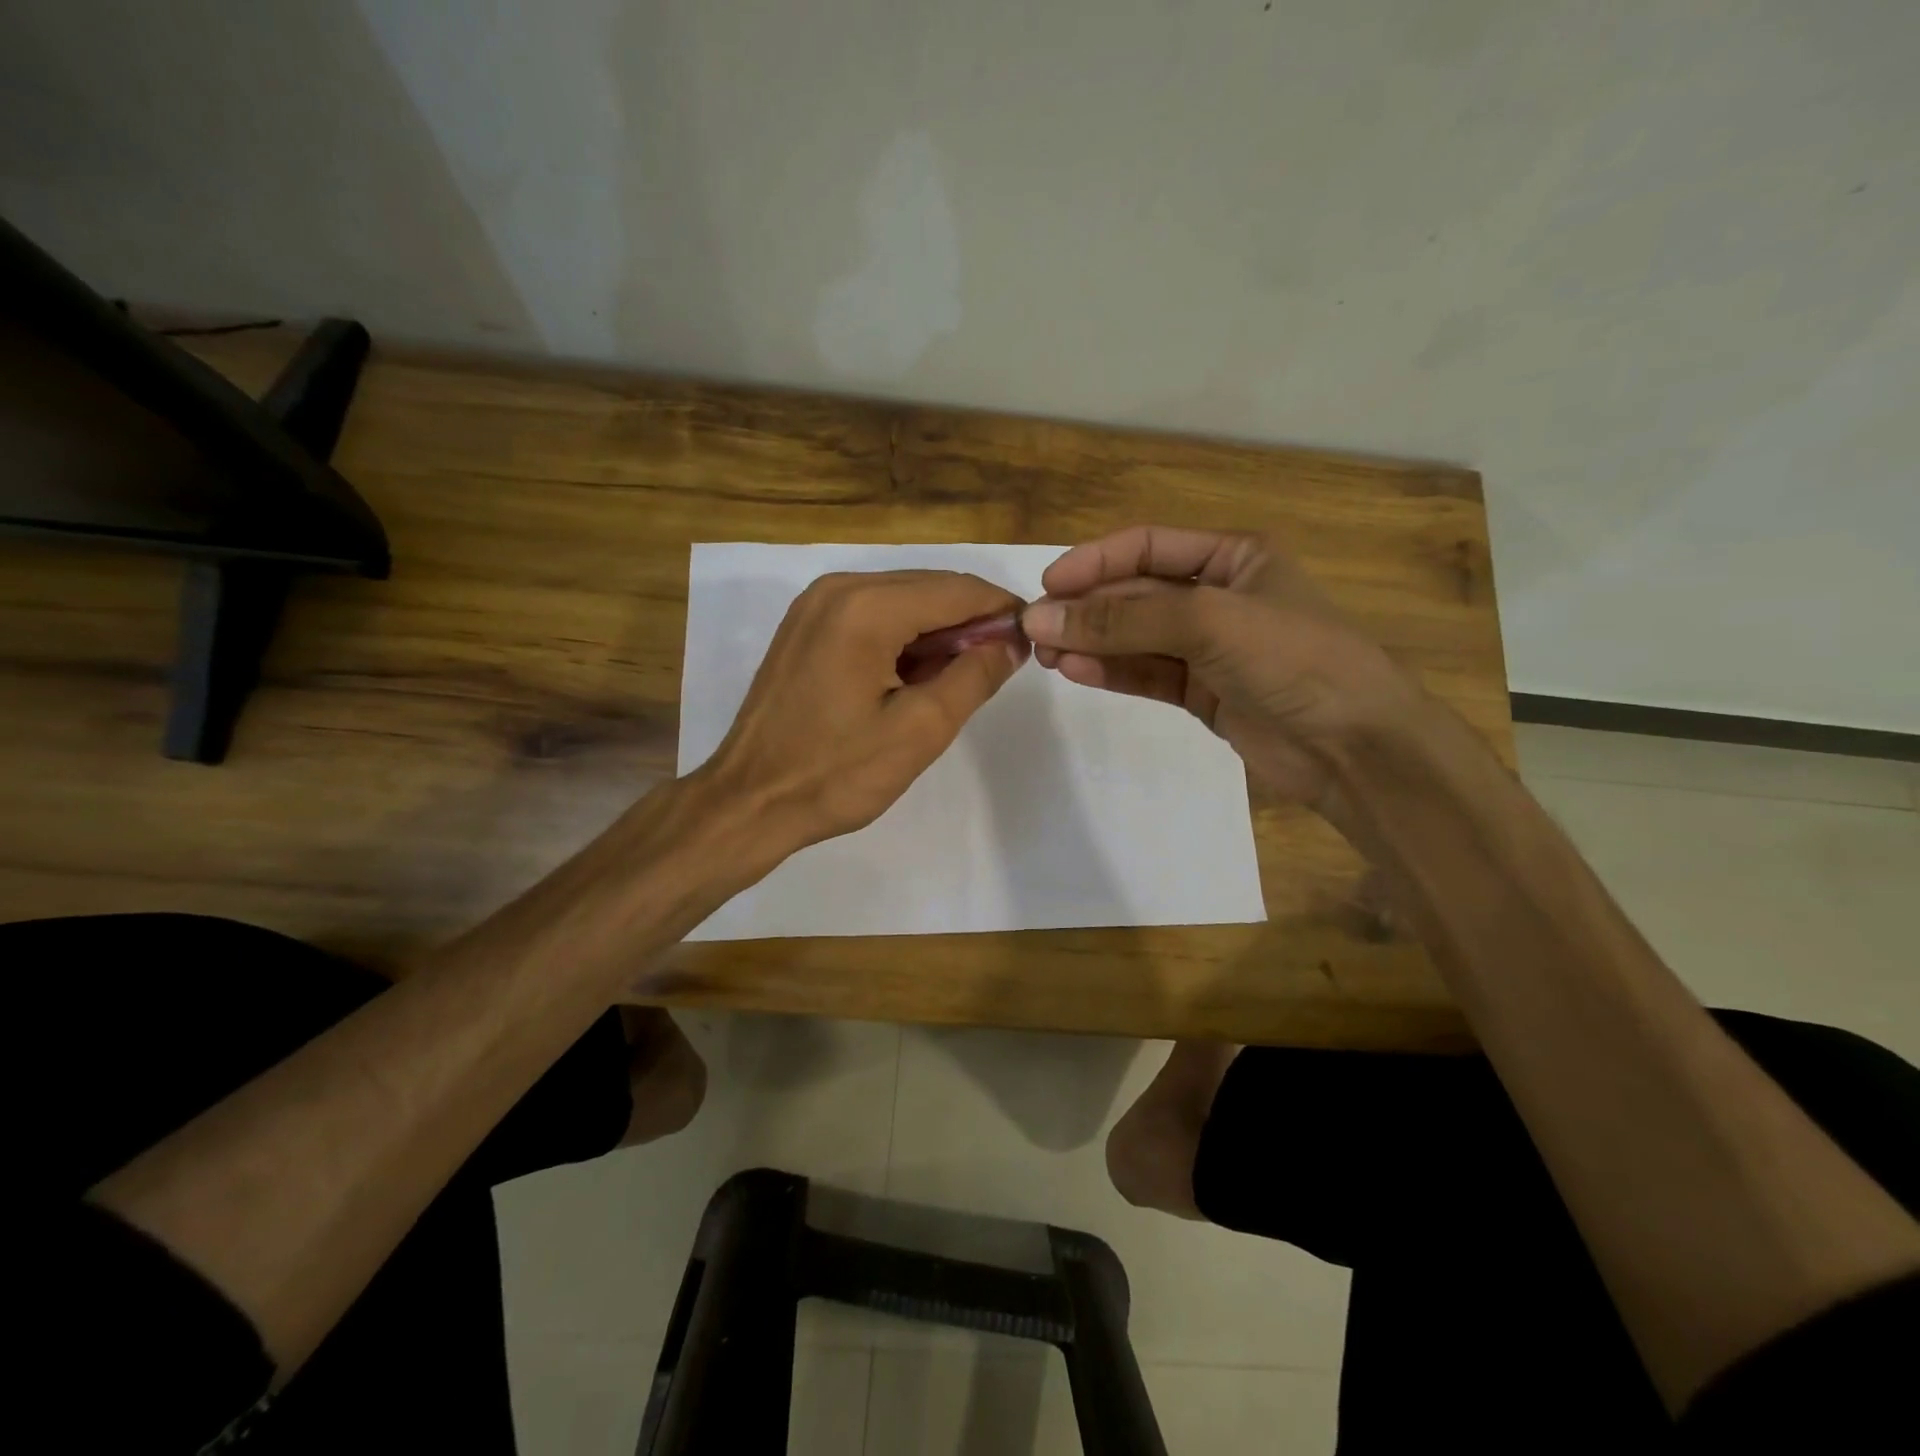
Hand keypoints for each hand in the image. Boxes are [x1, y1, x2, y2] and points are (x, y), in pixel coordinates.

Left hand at [701, 570, 1027, 851]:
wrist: (750, 801)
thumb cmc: (836, 773)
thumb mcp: (921, 730)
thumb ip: (974, 677)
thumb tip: (1011, 643)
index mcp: (867, 607)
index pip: (957, 590)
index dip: (1001, 610)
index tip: (1032, 639)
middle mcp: (839, 588)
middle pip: (929, 587)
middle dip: (970, 621)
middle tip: (999, 665)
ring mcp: (815, 604)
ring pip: (902, 599)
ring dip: (938, 631)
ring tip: (960, 677)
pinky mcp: (805, 626)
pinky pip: (872, 614)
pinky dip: (904, 636)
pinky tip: (916, 675)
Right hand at [1020, 526, 1416, 809]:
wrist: (1355, 747)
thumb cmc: (1293, 659)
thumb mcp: (1208, 623)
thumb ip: (1123, 621)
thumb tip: (1041, 619)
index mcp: (1233, 557)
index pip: (1148, 546)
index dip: (1095, 561)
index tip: (1047, 586)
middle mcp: (1217, 596)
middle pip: (1135, 593)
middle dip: (1087, 609)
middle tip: (1035, 631)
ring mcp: (1208, 648)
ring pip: (1135, 637)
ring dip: (1091, 643)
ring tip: (1044, 656)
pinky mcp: (1201, 692)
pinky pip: (1146, 673)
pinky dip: (1111, 671)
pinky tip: (1075, 671)